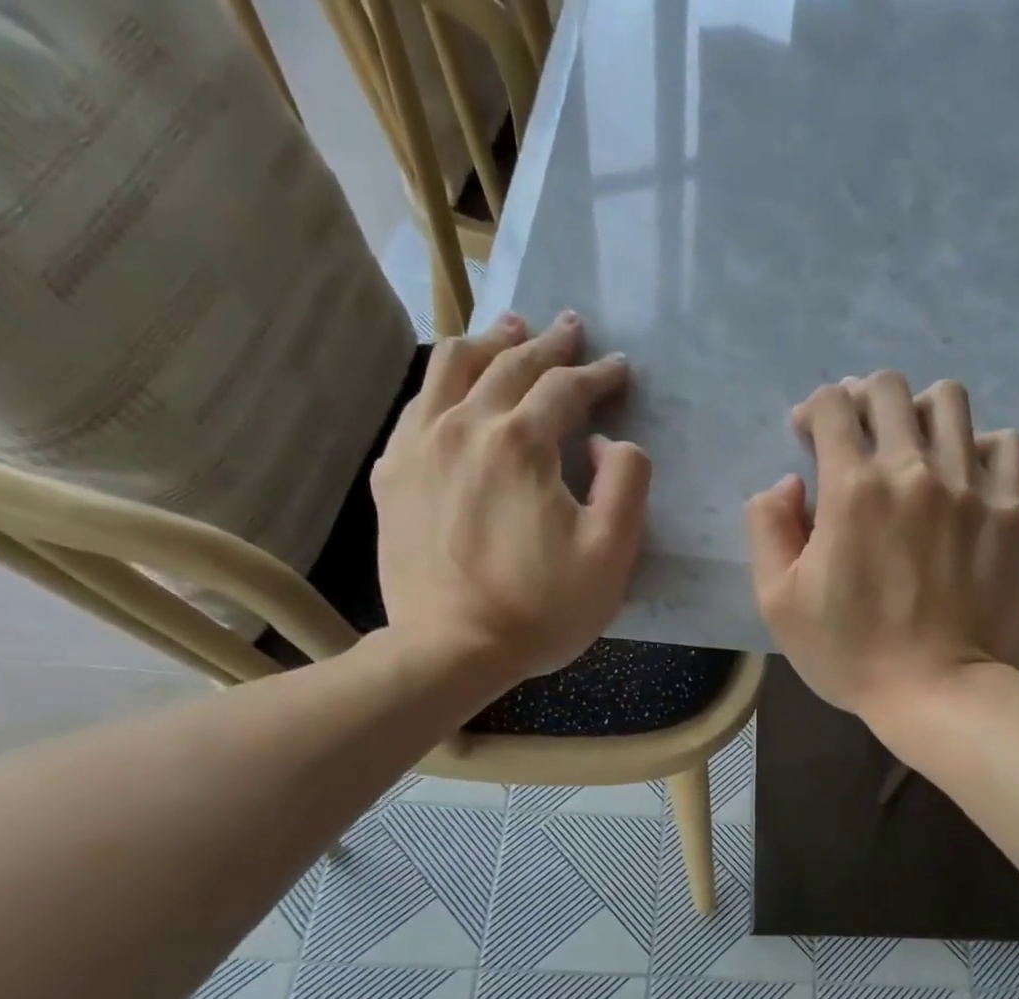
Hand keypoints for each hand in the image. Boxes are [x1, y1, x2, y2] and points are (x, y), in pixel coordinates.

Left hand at [370, 311, 648, 682]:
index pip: (564, 388)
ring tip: (508, 330)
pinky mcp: (392, 475)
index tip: (619, 367)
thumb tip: (606, 442)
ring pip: (451, 369)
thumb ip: (625, 483)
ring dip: (488, 343)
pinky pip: (417, 406)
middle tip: (569, 328)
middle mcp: (464, 426)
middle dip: (546, 344)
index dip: (597, 374)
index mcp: (521, 443)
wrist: (451, 650)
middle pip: (508, 365)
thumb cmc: (541, 609)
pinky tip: (453, 388)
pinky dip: (443, 383)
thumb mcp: (611, 554)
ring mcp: (419, 447)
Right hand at [745, 369, 1018, 720]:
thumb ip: (767, 529)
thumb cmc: (849, 654)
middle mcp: (913, 470)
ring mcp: (969, 487)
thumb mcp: (778, 602)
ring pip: (950, 401)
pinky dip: (981, 445)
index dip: (813, 410)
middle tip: (858, 436)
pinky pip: (1006, 444)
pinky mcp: (1011, 511)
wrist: (937, 693)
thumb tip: (786, 482)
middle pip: (889, 388)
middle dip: (863, 400)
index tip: (809, 436)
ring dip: (920, 411)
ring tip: (913, 446)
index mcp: (851, 488)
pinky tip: (965, 473)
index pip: (831, 405)